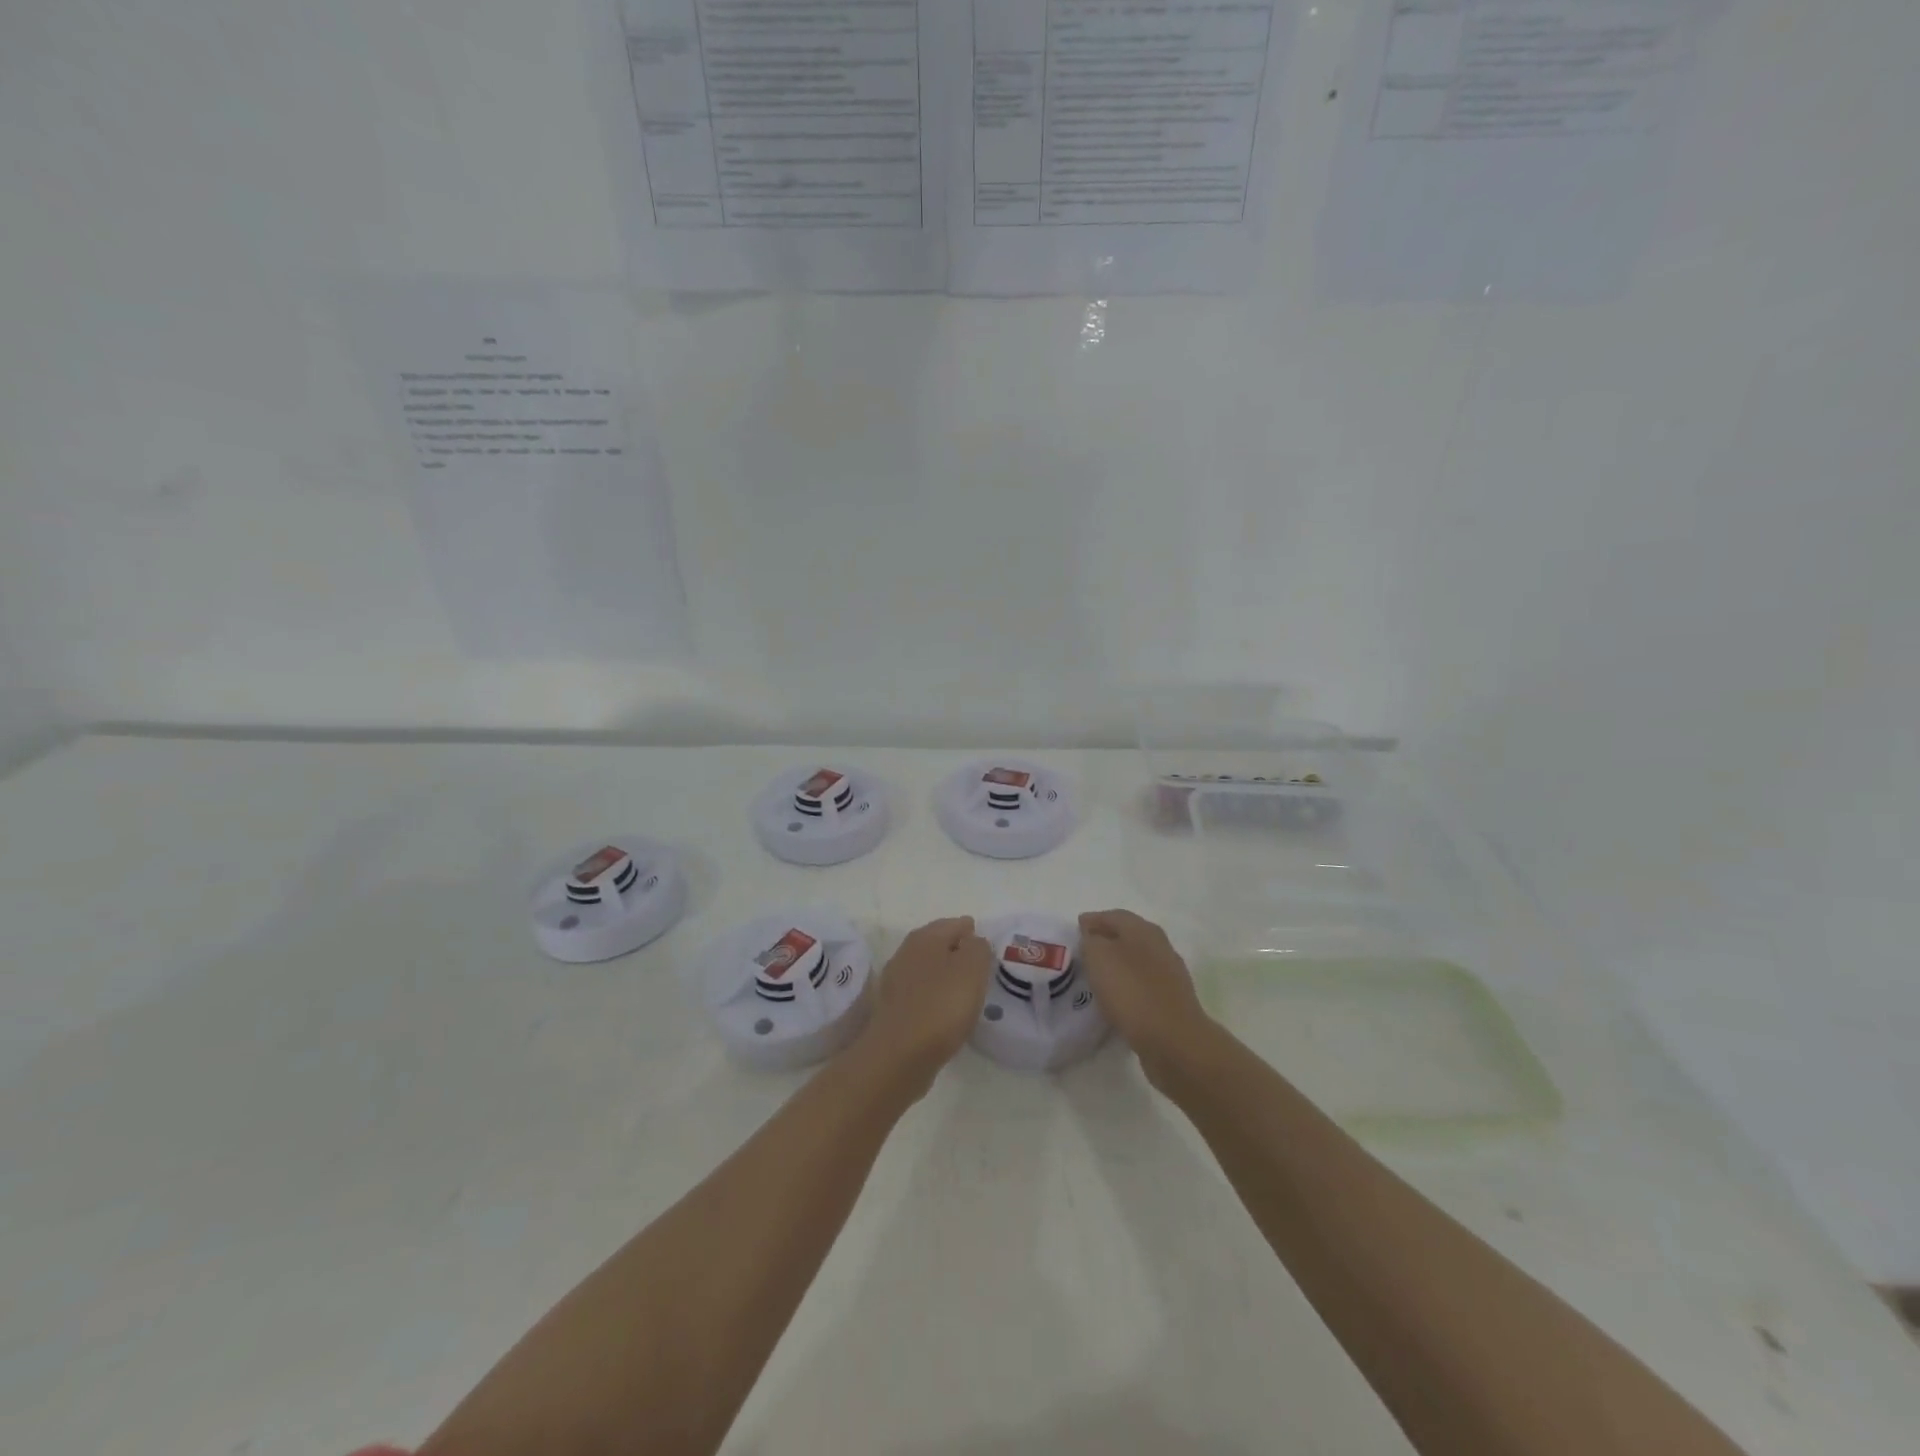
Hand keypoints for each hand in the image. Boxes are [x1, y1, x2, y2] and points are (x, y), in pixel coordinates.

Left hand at [860, 917, 993, 1091]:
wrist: (899, 1055)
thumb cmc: (941, 1005)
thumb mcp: (972, 969)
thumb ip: (978, 948)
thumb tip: (973, 942)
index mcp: (925, 938)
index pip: (955, 924)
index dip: (973, 933)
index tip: (987, 948)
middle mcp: (906, 953)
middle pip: (938, 945)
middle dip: (958, 952)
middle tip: (980, 967)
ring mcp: (896, 982)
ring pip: (928, 970)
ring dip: (945, 976)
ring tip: (966, 990)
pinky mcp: (893, 1010)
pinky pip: (921, 995)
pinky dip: (935, 997)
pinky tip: (946, 1012)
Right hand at [1078, 909, 1213, 1083]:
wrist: (1174, 1041)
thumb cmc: (1132, 992)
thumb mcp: (1099, 957)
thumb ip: (1091, 941)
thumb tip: (1092, 937)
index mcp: (1144, 930)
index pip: (1114, 916)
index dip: (1092, 920)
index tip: (1074, 930)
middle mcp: (1160, 946)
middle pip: (1127, 937)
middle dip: (1104, 941)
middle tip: (1082, 952)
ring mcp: (1169, 975)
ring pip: (1135, 962)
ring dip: (1116, 966)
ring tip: (1094, 977)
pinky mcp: (1171, 1002)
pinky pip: (1142, 987)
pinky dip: (1126, 987)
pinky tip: (1114, 1000)